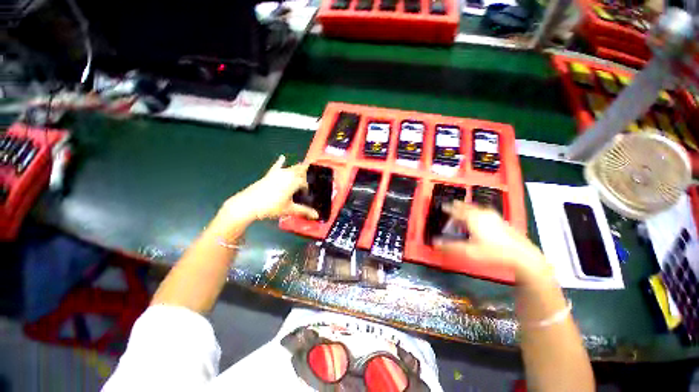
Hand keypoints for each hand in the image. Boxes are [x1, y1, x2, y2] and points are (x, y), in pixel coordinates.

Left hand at [216, 155, 318, 225]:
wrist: (248, 204)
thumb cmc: (271, 207)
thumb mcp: (289, 209)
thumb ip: (304, 211)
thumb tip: (317, 216)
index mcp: (294, 182)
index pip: (305, 183)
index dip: (306, 189)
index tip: (304, 195)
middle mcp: (288, 175)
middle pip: (300, 170)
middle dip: (306, 174)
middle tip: (308, 179)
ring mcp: (278, 173)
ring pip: (291, 168)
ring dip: (298, 168)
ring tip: (303, 168)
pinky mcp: (269, 175)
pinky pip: (277, 166)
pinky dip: (281, 162)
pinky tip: (282, 157)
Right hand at [435, 200, 549, 281]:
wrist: (521, 255)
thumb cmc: (493, 252)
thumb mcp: (469, 251)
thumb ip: (450, 247)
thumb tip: (434, 243)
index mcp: (472, 219)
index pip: (456, 211)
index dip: (448, 208)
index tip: (442, 205)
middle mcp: (482, 214)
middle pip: (466, 207)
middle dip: (458, 205)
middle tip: (451, 204)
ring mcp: (493, 216)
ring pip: (476, 208)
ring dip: (467, 207)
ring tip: (463, 208)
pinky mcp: (500, 220)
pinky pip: (484, 211)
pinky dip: (477, 210)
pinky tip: (480, 215)